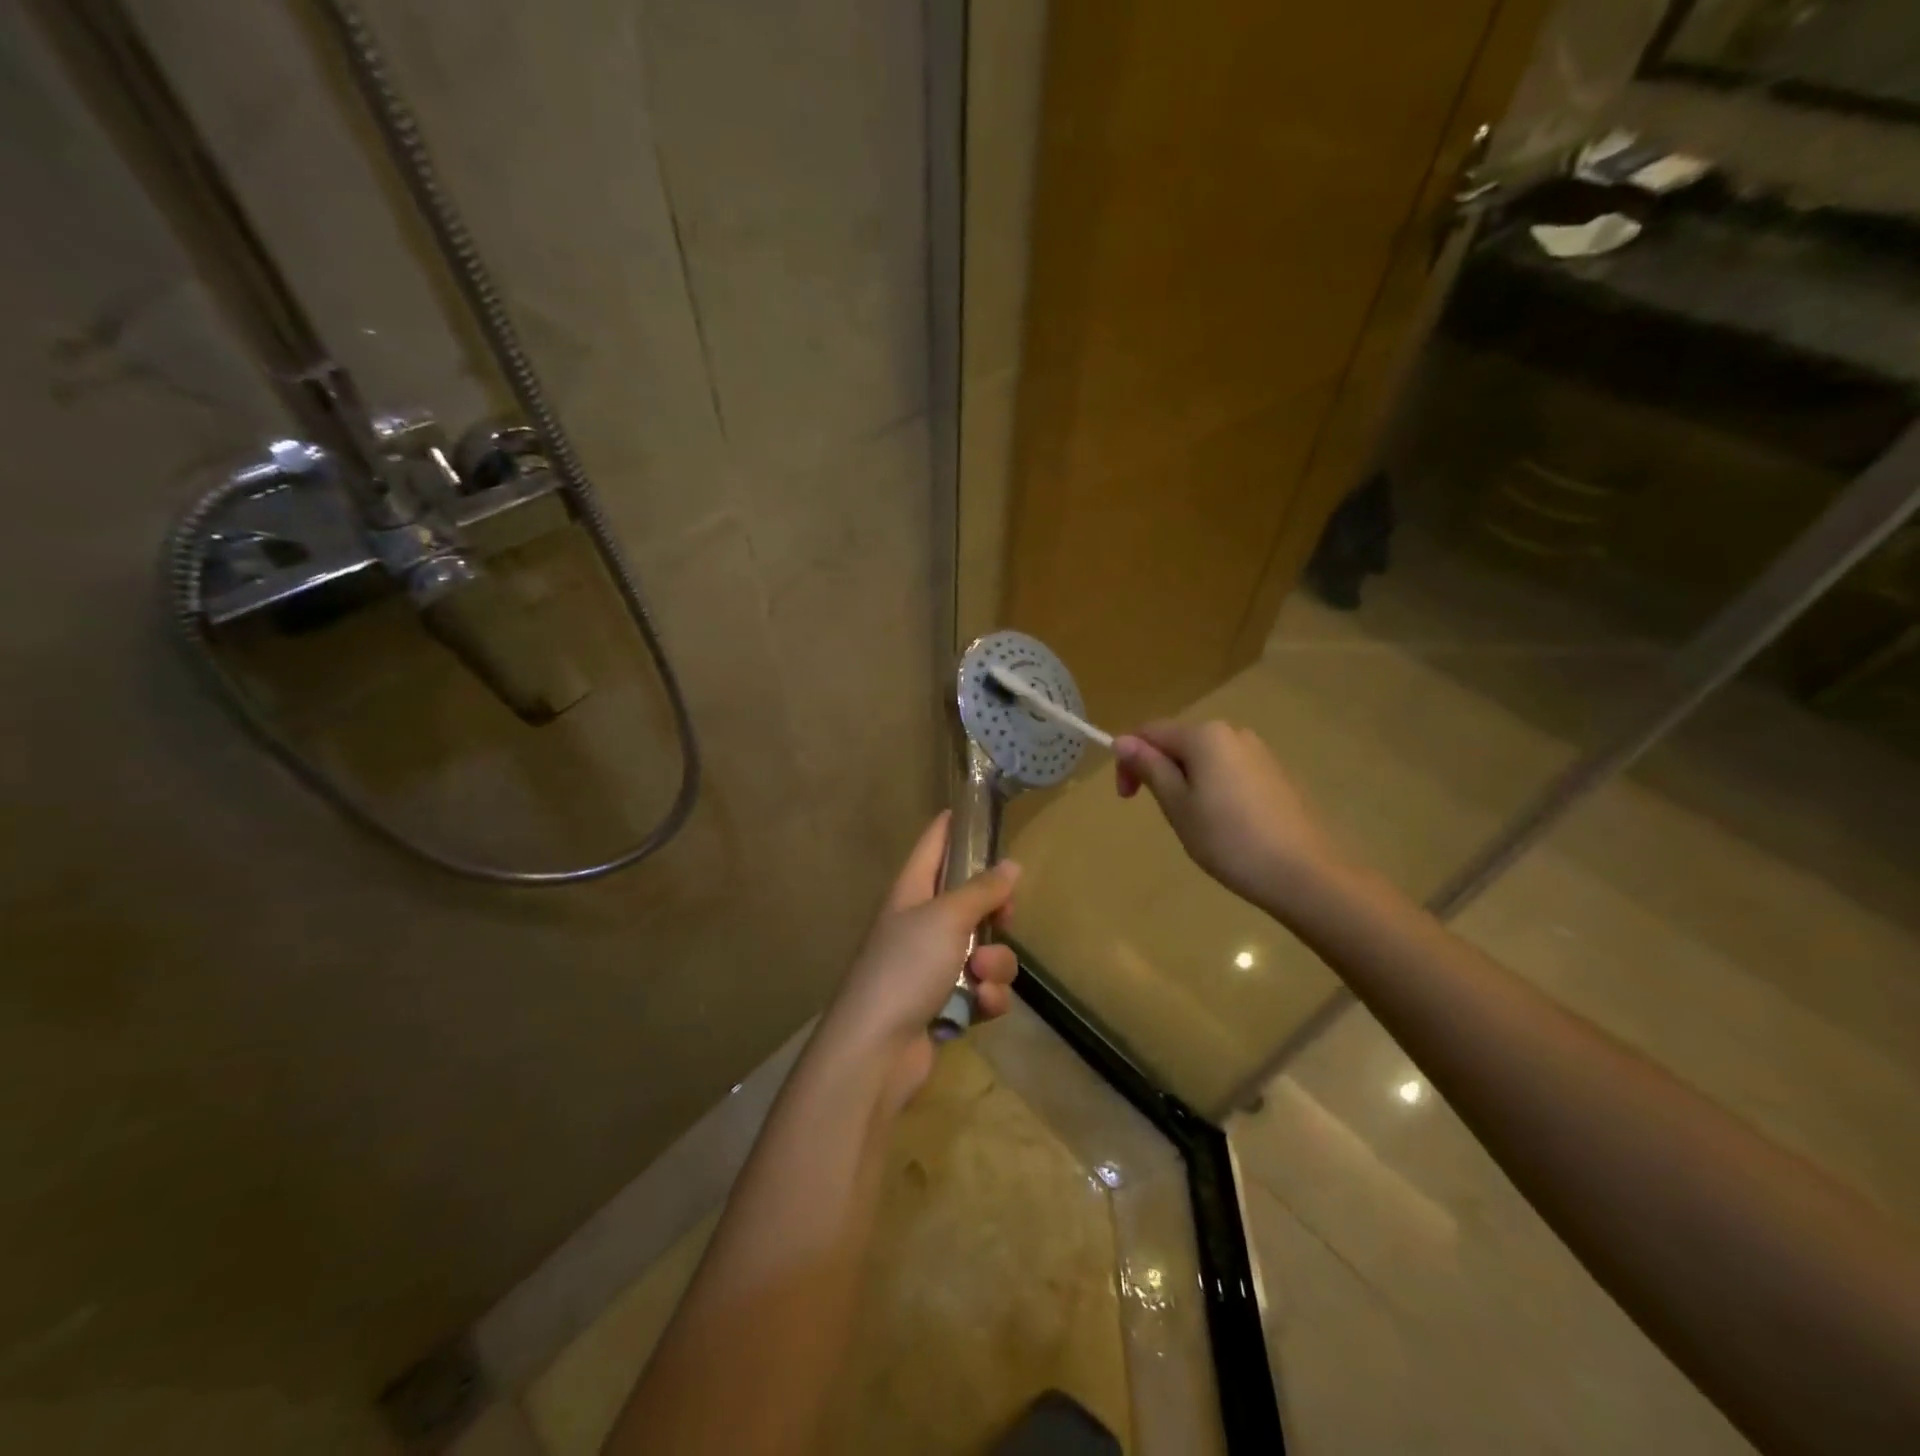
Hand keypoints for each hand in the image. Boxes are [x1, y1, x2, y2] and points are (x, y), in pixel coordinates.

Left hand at [819, 812, 1020, 1110]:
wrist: (876, 1052)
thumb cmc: (905, 968)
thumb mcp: (946, 918)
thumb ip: (982, 890)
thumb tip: (1011, 865)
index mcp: (910, 893)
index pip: (932, 845)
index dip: (952, 826)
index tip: (975, 811)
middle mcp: (920, 925)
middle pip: (970, 901)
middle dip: (995, 911)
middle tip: (1006, 917)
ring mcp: (932, 967)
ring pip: (985, 949)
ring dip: (995, 964)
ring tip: (979, 977)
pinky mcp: (946, 1004)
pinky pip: (982, 989)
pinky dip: (986, 997)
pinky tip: (980, 1008)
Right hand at [1114, 720, 1345, 916]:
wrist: (1303, 873)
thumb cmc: (1228, 839)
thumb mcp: (1177, 805)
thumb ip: (1150, 768)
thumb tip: (1122, 740)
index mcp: (1205, 735)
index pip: (1150, 732)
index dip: (1130, 761)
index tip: (1129, 799)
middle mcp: (1234, 732)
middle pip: (1180, 742)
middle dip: (1161, 771)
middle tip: (1163, 815)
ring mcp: (1260, 753)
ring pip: (1207, 758)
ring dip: (1188, 781)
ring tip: (1195, 823)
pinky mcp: (1277, 775)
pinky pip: (1231, 771)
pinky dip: (1215, 789)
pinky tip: (1226, 824)